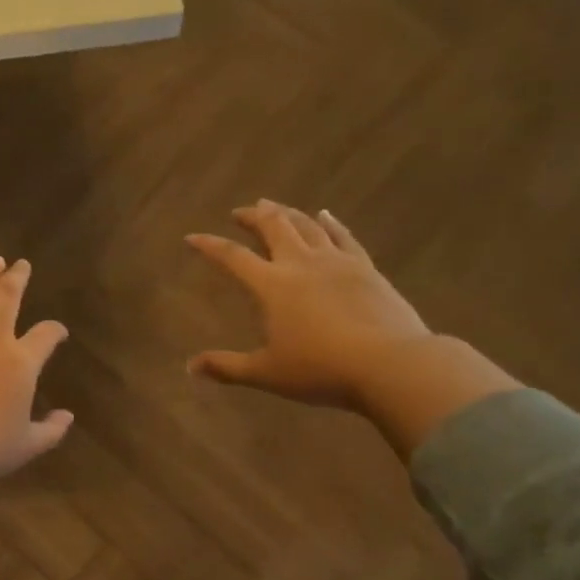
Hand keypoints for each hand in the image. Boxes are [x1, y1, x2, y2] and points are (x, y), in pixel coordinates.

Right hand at [186, 201, 431, 407]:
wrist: (389, 364)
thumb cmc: (320, 370)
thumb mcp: (266, 373)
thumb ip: (226, 367)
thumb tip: (190, 367)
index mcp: (272, 286)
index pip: (232, 257)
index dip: (210, 245)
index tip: (192, 237)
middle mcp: (301, 264)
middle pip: (273, 227)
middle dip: (252, 216)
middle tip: (239, 211)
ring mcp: (336, 262)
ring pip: (306, 225)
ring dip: (286, 213)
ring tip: (273, 206)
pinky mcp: (366, 268)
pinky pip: (343, 236)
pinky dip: (330, 222)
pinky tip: (325, 215)